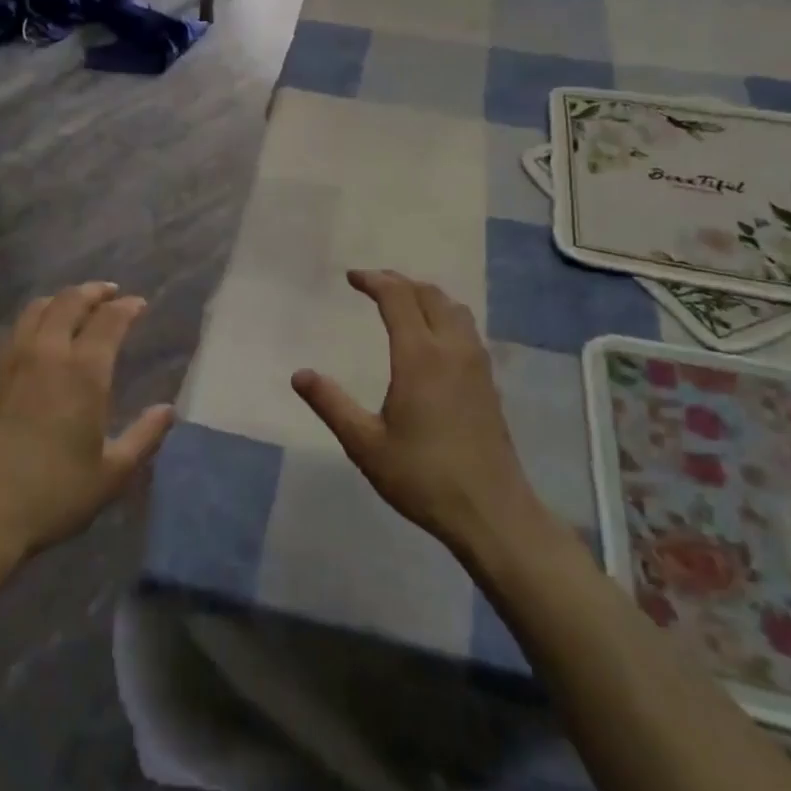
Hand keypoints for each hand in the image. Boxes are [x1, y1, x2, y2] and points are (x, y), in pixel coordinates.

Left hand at [0, 282, 173, 561]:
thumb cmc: (55, 494)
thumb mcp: (112, 472)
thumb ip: (144, 436)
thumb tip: (168, 410)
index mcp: (83, 371)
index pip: (109, 320)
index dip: (127, 307)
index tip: (139, 305)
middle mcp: (46, 352)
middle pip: (70, 301)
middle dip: (94, 292)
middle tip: (109, 294)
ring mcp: (10, 359)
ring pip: (36, 308)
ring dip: (61, 300)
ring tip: (73, 306)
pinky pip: (13, 329)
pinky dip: (32, 320)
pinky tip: (36, 335)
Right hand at [291, 270, 540, 552]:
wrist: (491, 512)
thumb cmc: (422, 477)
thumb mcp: (365, 444)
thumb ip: (331, 404)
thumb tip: (299, 375)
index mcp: (420, 357)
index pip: (398, 298)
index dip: (374, 281)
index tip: (351, 278)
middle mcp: (452, 349)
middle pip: (429, 295)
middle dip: (399, 282)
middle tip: (372, 284)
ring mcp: (476, 365)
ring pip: (454, 309)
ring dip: (426, 296)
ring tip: (402, 302)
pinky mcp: (488, 382)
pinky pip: (466, 329)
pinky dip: (444, 315)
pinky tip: (432, 337)